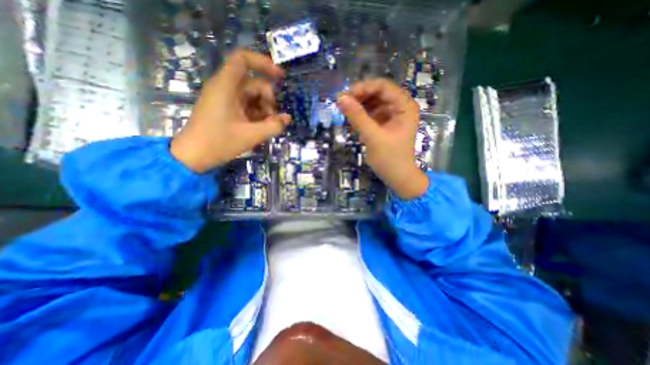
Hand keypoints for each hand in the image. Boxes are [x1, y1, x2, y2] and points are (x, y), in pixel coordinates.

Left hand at [170, 48, 289, 172]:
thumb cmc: (219, 143)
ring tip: (268, 126)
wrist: (194, 156)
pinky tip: (262, 127)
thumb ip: (273, 126)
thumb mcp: (251, 135)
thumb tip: (287, 119)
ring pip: (252, 96)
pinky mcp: (227, 109)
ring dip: (264, 109)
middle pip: (254, 83)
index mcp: (226, 87)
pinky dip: (257, 114)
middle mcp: (225, 88)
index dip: (263, 63)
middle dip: (268, 100)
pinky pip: (247, 106)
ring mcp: (226, 99)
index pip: (243, 60)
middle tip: (273, 119)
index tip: (280, 76)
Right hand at [338, 79, 429, 199]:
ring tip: (345, 114)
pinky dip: (361, 117)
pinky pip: (371, 114)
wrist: (397, 177)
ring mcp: (392, 116)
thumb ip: (357, 117)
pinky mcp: (385, 124)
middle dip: (359, 97)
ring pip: (373, 103)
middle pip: (377, 93)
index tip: (345, 96)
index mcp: (404, 106)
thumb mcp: (373, 136)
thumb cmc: (389, 158)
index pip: (383, 86)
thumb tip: (340, 98)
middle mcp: (400, 107)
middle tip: (342, 104)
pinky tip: (353, 123)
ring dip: (359, 107)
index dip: (363, 88)